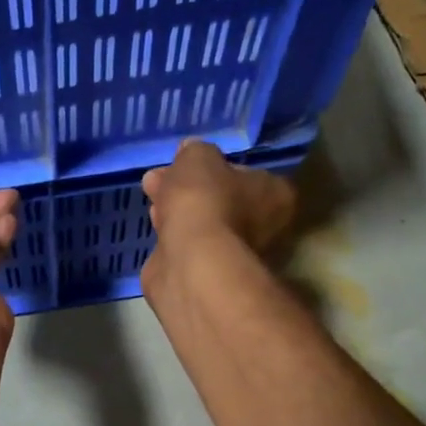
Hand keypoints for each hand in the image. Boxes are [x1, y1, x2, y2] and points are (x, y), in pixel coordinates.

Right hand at [141, 140, 295, 257]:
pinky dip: (171, 235)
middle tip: (160, 176)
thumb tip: (190, 153)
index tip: (189, 163)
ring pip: (202, 223)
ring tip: (150, 193)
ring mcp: (234, 254)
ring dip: (177, 209)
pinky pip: (186, 245)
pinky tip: (154, 225)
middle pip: (221, 199)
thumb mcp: (199, 157)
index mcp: (275, 195)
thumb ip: (196, 152)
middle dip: (189, 188)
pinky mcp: (207, 273)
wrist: (191, 260)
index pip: (248, 175)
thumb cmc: (206, 200)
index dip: (216, 167)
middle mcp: (263, 227)